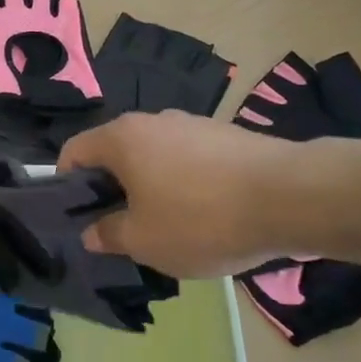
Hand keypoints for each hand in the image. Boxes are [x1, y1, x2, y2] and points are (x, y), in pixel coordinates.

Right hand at [56, 111, 324, 276]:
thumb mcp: (144, 241)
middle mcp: (152, 120)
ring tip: (171, 225)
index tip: (79, 216)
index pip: (74, 151)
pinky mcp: (227, 135)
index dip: (67, 183)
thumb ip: (109, 235)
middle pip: (115, 153)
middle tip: (123, 227)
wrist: (293, 196)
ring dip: (151, 186)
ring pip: (154, 156)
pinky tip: (208, 215)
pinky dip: (186, 184)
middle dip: (113, 189)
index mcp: (121, 138)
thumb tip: (93, 232)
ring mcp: (193, 124)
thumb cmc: (201, 218)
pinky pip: (189, 160)